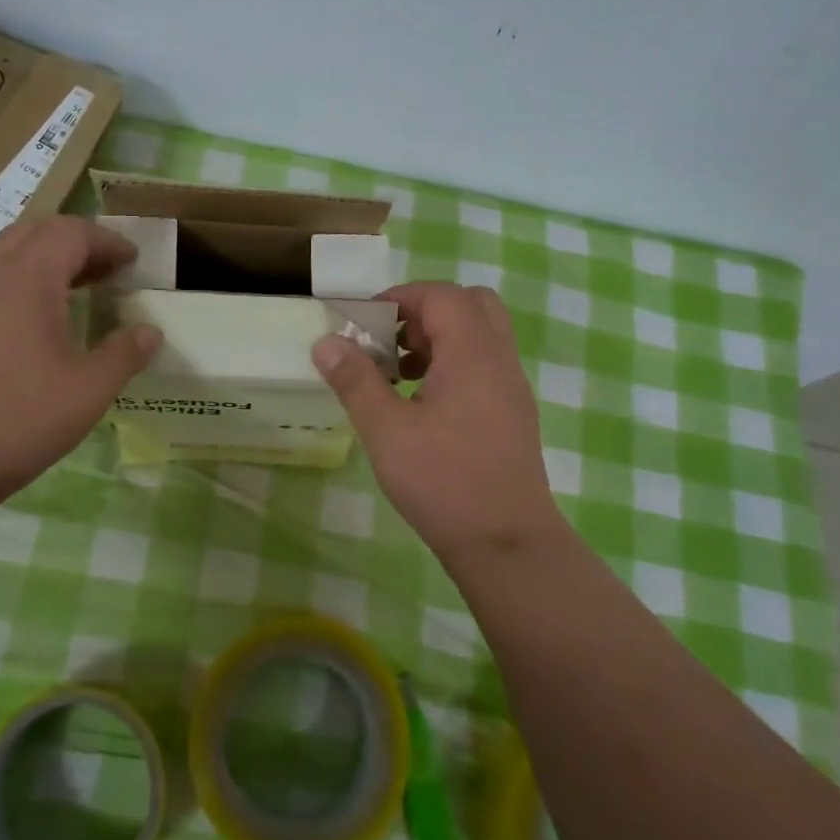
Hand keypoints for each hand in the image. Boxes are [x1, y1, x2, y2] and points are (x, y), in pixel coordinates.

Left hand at [0, 217, 161, 504]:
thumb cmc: (20, 416)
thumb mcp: (89, 390)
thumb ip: (124, 354)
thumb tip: (150, 332)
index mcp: (30, 280)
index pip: (72, 233)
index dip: (107, 241)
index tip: (133, 261)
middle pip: (37, 232)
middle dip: (77, 241)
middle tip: (107, 270)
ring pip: (10, 253)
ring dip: (48, 259)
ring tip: (77, 289)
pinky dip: (24, 281)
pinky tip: (37, 321)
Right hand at [313, 282, 563, 556]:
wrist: (507, 544)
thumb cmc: (443, 481)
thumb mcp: (386, 430)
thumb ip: (355, 380)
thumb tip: (326, 341)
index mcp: (472, 353)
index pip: (441, 295)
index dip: (400, 297)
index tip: (364, 322)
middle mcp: (499, 360)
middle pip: (470, 304)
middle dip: (424, 311)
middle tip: (391, 340)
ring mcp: (512, 388)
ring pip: (480, 335)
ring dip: (438, 338)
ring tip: (399, 373)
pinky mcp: (513, 414)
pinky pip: (485, 365)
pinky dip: (453, 363)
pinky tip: (422, 404)